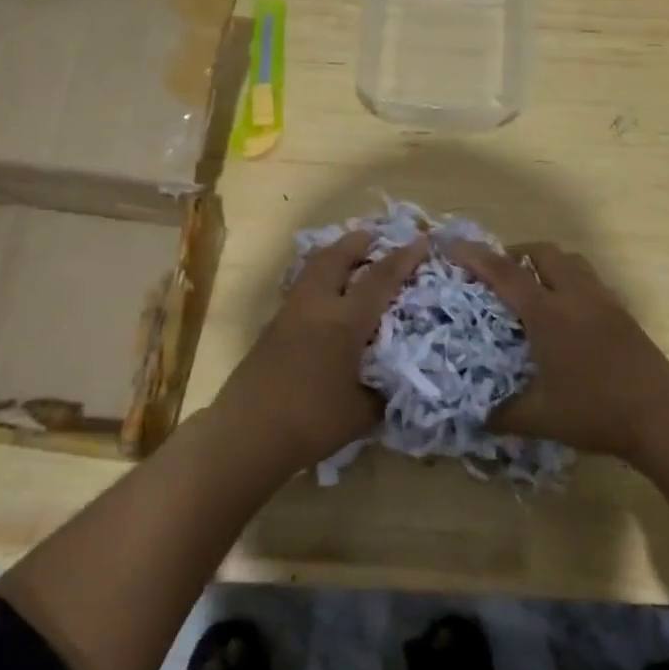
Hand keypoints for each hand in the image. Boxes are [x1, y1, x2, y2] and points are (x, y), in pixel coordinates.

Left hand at [213, 230, 429, 472]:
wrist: (247, 433)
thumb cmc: (311, 421)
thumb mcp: (362, 412)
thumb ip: (383, 391)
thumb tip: (396, 380)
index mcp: (345, 321)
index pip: (380, 278)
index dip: (403, 258)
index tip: (421, 241)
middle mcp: (317, 306)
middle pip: (337, 257)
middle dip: (359, 242)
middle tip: (376, 236)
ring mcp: (290, 312)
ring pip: (314, 267)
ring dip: (335, 255)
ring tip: (351, 257)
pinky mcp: (273, 326)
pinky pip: (302, 286)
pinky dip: (320, 277)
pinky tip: (327, 294)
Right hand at [447, 241, 668, 465]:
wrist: (662, 417)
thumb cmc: (596, 412)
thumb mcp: (541, 418)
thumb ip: (504, 415)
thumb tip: (476, 419)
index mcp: (548, 314)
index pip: (505, 273)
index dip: (476, 257)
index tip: (453, 247)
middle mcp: (575, 296)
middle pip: (542, 252)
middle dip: (515, 253)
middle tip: (498, 273)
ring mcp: (603, 301)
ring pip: (571, 260)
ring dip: (546, 263)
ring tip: (532, 286)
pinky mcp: (622, 312)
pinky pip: (590, 279)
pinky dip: (570, 279)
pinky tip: (567, 310)